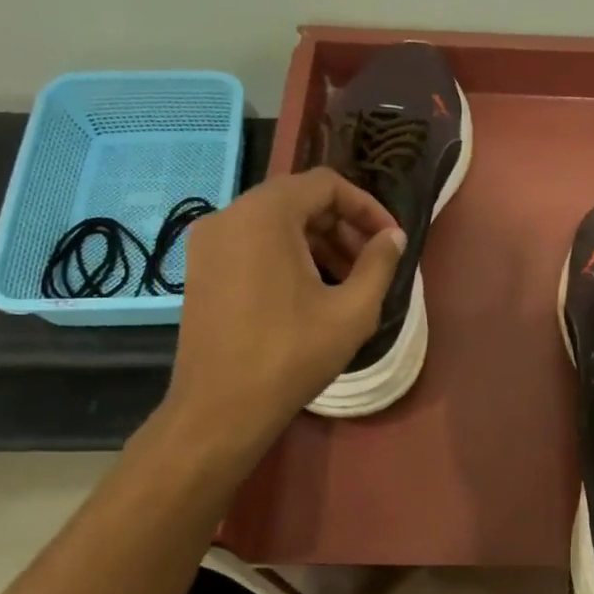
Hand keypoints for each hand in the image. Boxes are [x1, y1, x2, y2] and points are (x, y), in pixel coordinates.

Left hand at [157, 169, 402, 446]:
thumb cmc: (291, 355)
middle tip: (372, 264)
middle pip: (298, 200)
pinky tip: (310, 294)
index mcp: (265, 215)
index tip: (391, 239)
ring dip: (317, 243)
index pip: (326, 184)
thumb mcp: (352, 311)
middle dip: (343, 227)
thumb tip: (393, 238)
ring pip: (275, 224)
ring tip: (347, 282)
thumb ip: (379, 264)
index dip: (367, 207)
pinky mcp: (200, 268)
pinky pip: (253, 244)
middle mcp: (229, 216)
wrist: (220, 409)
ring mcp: (208, 242)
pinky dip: (287, 256)